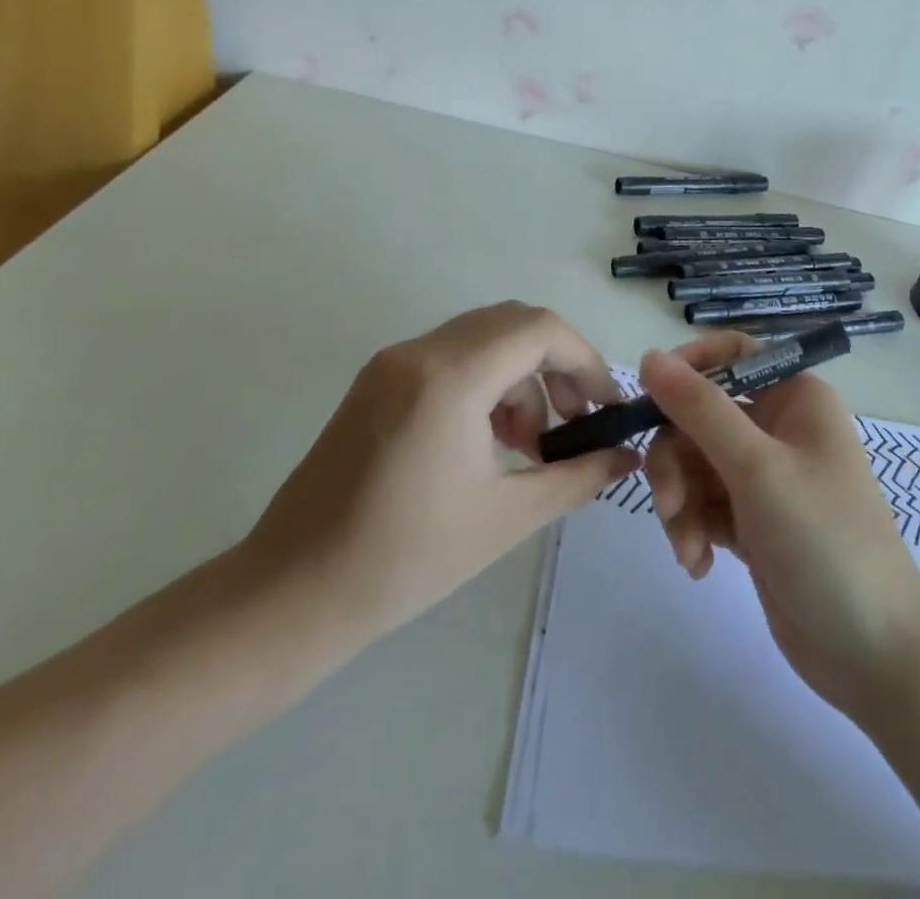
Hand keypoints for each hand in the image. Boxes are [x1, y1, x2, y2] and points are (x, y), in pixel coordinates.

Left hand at [242, 303, 639, 658]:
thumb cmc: (406, 559)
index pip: (541, 329)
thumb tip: (627, 456)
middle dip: (557, 366)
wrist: (292, 594)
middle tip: (576, 422)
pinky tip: (491, 440)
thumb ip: (578, 476)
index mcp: (451, 377)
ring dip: (521, 377)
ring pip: (483, 338)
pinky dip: (486, 383)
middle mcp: (420, 351)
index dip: (585, 360)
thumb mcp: (508, 517)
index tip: (605, 406)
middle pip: (514, 324)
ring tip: (531, 444)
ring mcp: (392, 362)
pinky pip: (451, 358)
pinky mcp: (377, 381)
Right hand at [641, 335, 919, 719]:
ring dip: (680, 502)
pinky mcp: (752, 520)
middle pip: (700, 414)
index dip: (688, 367)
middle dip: (676, 459)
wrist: (873, 652)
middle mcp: (778, 426)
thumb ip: (699, 408)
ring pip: (694, 462)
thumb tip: (650, 355)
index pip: (732, 354)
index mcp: (794, 396)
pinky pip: (703, 503)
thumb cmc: (823, 540)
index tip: (649, 398)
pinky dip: (693, 528)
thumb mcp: (756, 467)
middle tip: (671, 502)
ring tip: (689, 547)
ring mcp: (764, 476)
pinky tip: (699, 564)